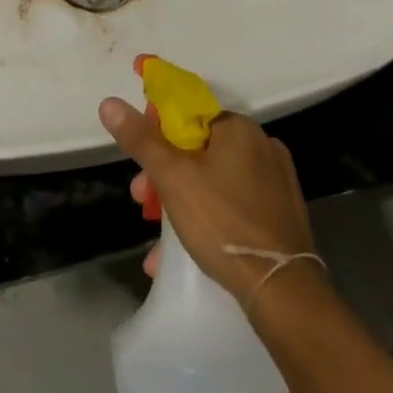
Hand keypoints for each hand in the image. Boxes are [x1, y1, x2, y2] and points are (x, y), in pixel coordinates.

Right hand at [99, 81, 313, 305]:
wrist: (282, 289)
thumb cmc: (222, 222)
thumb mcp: (172, 178)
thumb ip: (141, 139)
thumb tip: (110, 102)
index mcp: (239, 128)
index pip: (188, 112)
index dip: (156, 130)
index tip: (138, 157)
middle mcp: (261, 146)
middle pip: (197, 149)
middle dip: (163, 174)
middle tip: (142, 201)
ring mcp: (275, 182)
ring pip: (212, 180)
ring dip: (178, 201)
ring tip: (157, 237)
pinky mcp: (279, 214)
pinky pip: (231, 205)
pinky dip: (205, 218)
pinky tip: (181, 252)